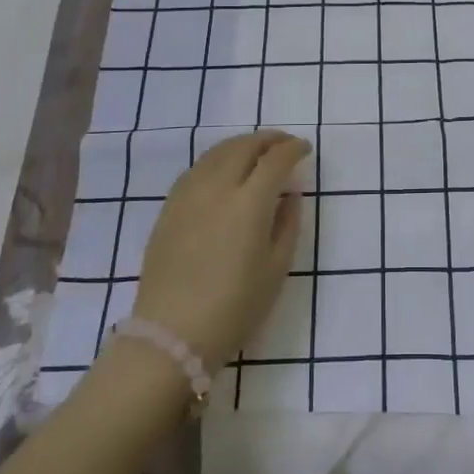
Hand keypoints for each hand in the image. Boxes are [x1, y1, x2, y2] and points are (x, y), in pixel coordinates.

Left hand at [133, 130, 311, 367]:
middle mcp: (217, 188)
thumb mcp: (276, 269)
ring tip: (256, 153)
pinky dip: (217, 160)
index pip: (275, 159)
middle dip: (268, 140)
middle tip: (283, 144)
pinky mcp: (168, 207)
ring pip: (217, 152)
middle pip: (244, 146)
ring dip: (241, 145)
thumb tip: (289, 194)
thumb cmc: (235, 307)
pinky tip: (223, 172)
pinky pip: (197, 169)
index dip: (293, 149)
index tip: (304, 149)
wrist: (172, 334)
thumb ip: (287, 224)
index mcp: (249, 203)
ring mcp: (188, 195)